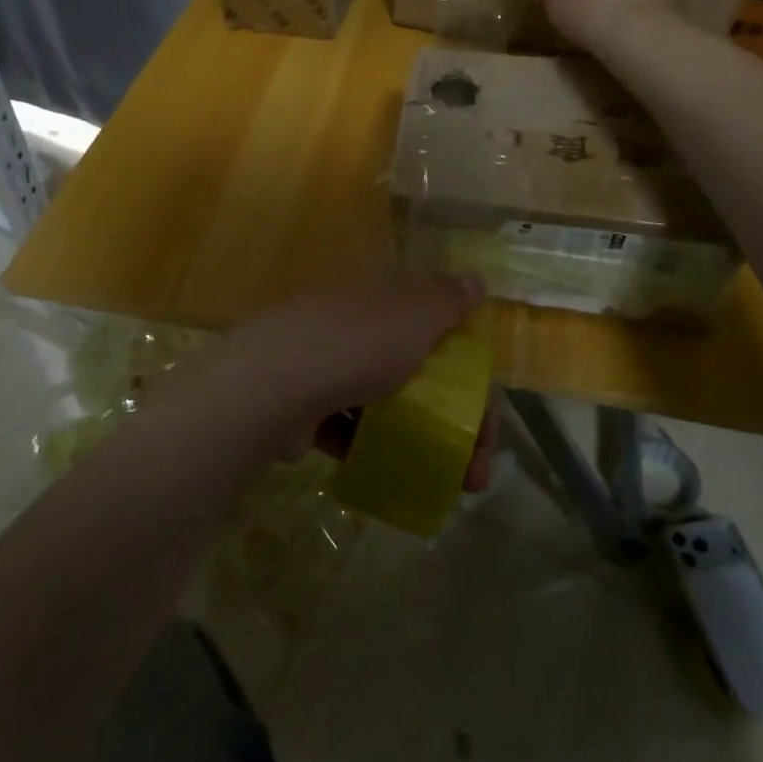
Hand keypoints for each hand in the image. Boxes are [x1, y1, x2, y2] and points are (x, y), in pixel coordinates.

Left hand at [196, 273, 490, 478]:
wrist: (274, 383)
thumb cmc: (358, 344)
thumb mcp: (416, 315)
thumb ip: (447, 299)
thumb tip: (474, 279)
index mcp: (381, 296)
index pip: (437, 327)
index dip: (470, 370)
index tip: (489, 417)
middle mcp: (354, 323)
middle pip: (414, 368)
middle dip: (451, 419)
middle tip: (474, 471)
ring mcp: (324, 362)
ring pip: (383, 401)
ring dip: (416, 438)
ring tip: (442, 482)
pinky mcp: (303, 402)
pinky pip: (346, 425)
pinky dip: (370, 444)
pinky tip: (392, 472)